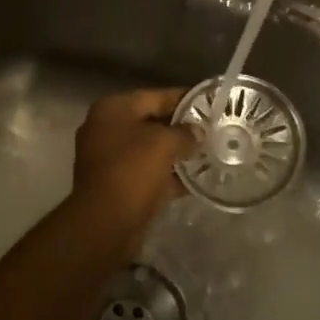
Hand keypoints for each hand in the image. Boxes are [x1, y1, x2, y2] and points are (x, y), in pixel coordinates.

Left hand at [70, 88, 196, 233]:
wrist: (105, 224)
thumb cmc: (132, 171)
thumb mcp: (164, 144)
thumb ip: (185, 133)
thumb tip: (197, 132)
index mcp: (112, 109)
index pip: (154, 96)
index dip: (184, 99)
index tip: (210, 103)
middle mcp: (106, 129)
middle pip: (151, 122)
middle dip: (181, 128)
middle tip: (213, 131)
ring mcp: (108, 158)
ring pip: (150, 150)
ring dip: (176, 153)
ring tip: (209, 154)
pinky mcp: (116, 185)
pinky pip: (147, 173)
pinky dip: (168, 176)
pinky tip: (196, 180)